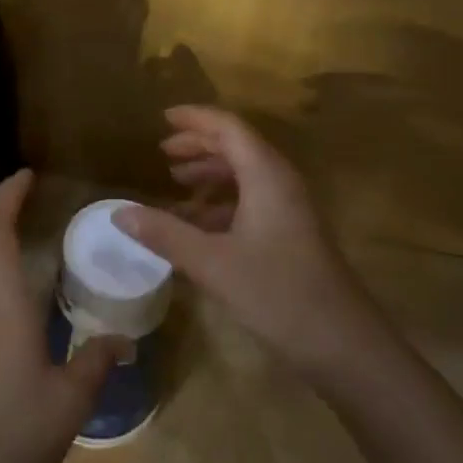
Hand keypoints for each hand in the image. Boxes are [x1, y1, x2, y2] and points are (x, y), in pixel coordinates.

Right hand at [116, 106, 379, 379]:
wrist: (343, 344)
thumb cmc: (277, 293)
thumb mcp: (212, 263)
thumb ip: (165, 234)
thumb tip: (119, 213)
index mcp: (266, 175)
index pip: (229, 128)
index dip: (195, 119)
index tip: (163, 118)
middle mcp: (281, 182)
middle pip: (238, 146)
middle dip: (200, 144)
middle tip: (164, 152)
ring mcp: (290, 209)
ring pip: (246, 174)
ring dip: (211, 173)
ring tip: (176, 183)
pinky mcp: (292, 233)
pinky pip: (253, 200)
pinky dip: (223, 202)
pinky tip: (199, 224)